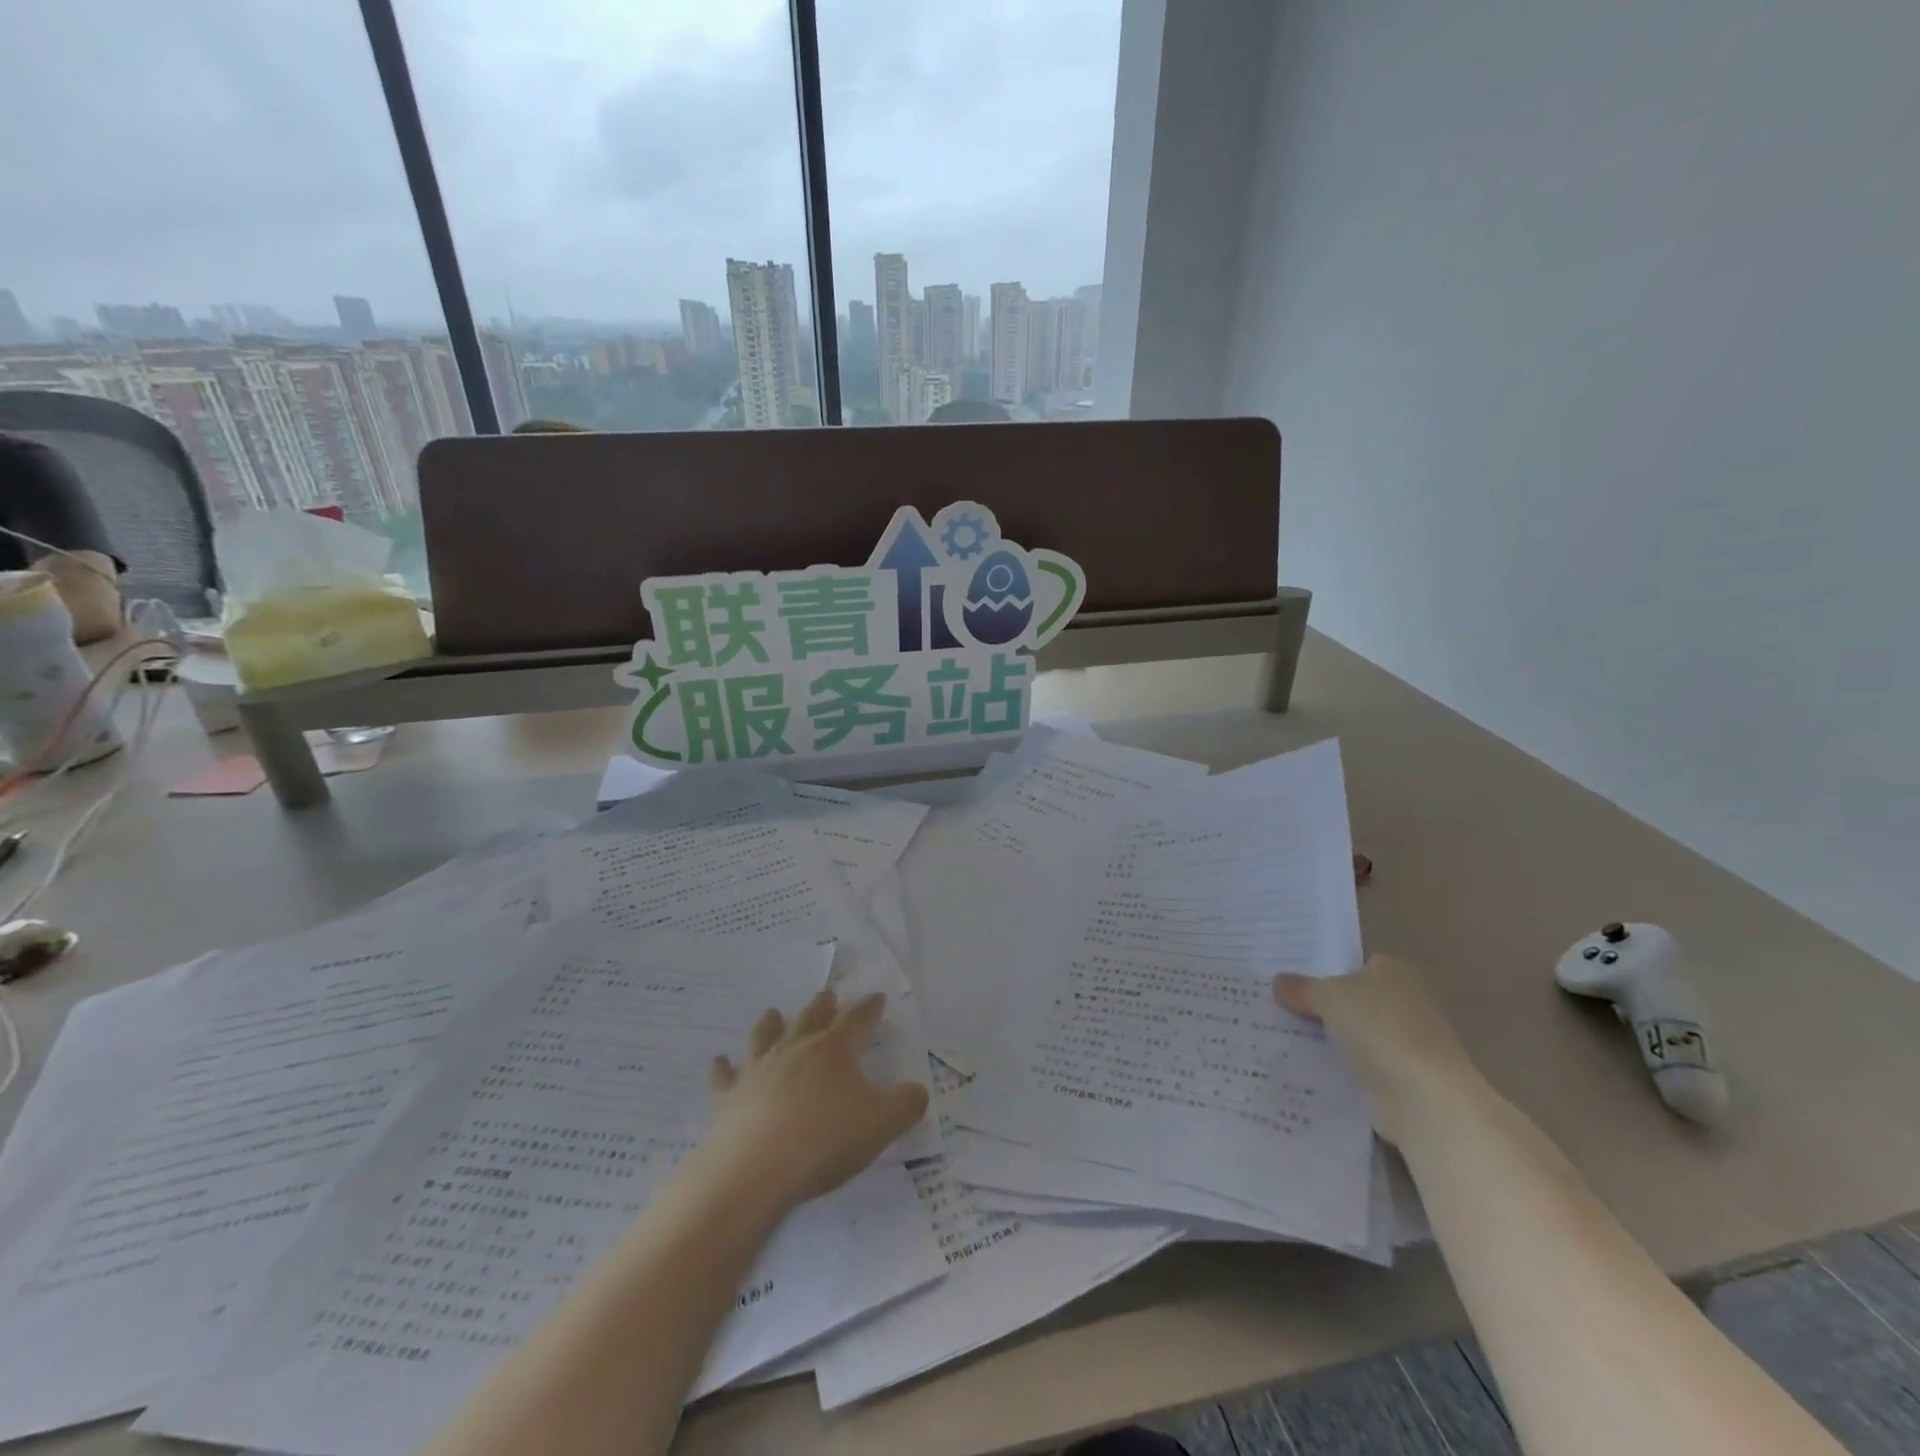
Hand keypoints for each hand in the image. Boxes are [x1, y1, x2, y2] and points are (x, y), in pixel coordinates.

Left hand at [702, 990, 929, 1213]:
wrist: (755, 1169)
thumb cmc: (825, 1141)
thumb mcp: (882, 1124)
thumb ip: (906, 1104)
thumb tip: (917, 1090)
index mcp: (834, 1050)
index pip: (857, 1020)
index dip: (869, 1008)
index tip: (877, 997)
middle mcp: (796, 1049)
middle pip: (811, 1018)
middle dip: (823, 1006)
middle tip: (828, 994)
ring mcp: (759, 1069)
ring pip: (766, 1036)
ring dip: (771, 1023)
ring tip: (774, 1011)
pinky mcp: (730, 1096)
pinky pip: (725, 1076)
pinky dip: (722, 1067)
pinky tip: (718, 1060)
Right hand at [1275, 955, 1476, 1141]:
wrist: (1424, 1097)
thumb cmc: (1379, 1028)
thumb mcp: (1327, 997)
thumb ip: (1301, 988)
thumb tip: (1279, 982)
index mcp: (1393, 971)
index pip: (1352, 963)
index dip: (1322, 970)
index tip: (1289, 980)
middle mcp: (1406, 1001)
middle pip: (1353, 999)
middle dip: (1322, 1005)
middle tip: (1278, 1006)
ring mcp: (1408, 1042)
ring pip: (1355, 1034)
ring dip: (1330, 1039)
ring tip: (1284, 1038)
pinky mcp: (1404, 1078)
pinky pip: (1361, 1065)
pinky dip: (1341, 1068)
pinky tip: (1309, 1069)